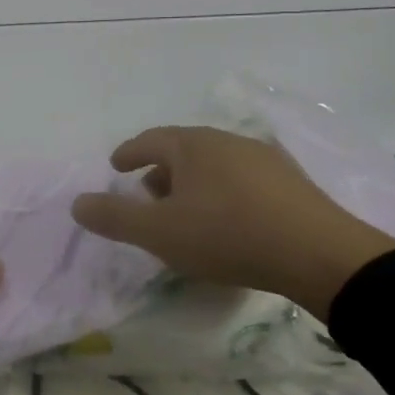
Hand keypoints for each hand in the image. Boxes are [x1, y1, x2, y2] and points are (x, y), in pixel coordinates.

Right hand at [70, 126, 394, 318]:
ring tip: (186, 211)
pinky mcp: (291, 182)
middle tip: (147, 196)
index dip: (129, 153)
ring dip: (192, 183)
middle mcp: (227, 141)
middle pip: (183, 150)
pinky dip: (223, 192)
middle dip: (160, 171)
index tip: (116, 166)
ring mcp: (263, 159)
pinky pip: (242, 180)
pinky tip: (229, 219)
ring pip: (214, 164)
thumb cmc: (227, 235)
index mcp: (192, 145)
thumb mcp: (158, 232)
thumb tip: (77, 203)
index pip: (150, 140)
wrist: (318, 254)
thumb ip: (113, 217)